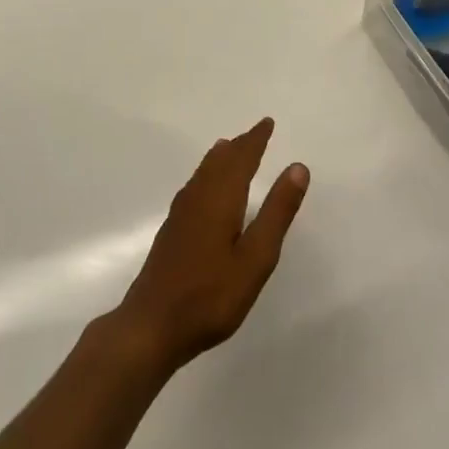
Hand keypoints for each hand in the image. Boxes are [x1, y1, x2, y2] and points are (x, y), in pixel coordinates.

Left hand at [113, 118, 308, 375]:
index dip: (255, 140)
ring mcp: (180, 214)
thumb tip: (297, 167)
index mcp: (220, 198)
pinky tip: (204, 189)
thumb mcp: (256, 258)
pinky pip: (194, 186)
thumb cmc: (211, 295)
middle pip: (220, 161)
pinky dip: (207, 174)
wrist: (151, 325)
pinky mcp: (172, 231)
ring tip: (229, 148)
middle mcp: (198, 197)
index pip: (241, 158)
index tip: (267, 123)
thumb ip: (277, 212)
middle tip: (255, 133)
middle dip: (239, 145)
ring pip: (203, 173)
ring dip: (220, 158)